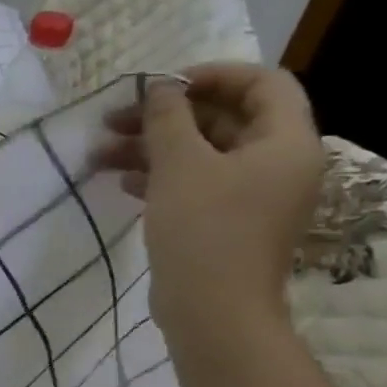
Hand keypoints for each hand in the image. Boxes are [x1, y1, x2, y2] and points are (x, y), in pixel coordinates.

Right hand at [96, 64, 323, 349]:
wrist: (212, 311)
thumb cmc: (204, 229)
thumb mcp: (180, 164)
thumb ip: (168, 117)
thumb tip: (160, 87)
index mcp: (286, 142)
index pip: (261, 83)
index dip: (210, 75)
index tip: (160, 86)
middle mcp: (278, 163)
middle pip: (224, 118)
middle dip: (166, 116)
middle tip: (114, 119)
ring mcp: (253, 195)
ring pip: (203, 153)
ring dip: (153, 146)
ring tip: (101, 154)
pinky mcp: (227, 221)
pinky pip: (197, 182)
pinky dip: (161, 175)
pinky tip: (122, 182)